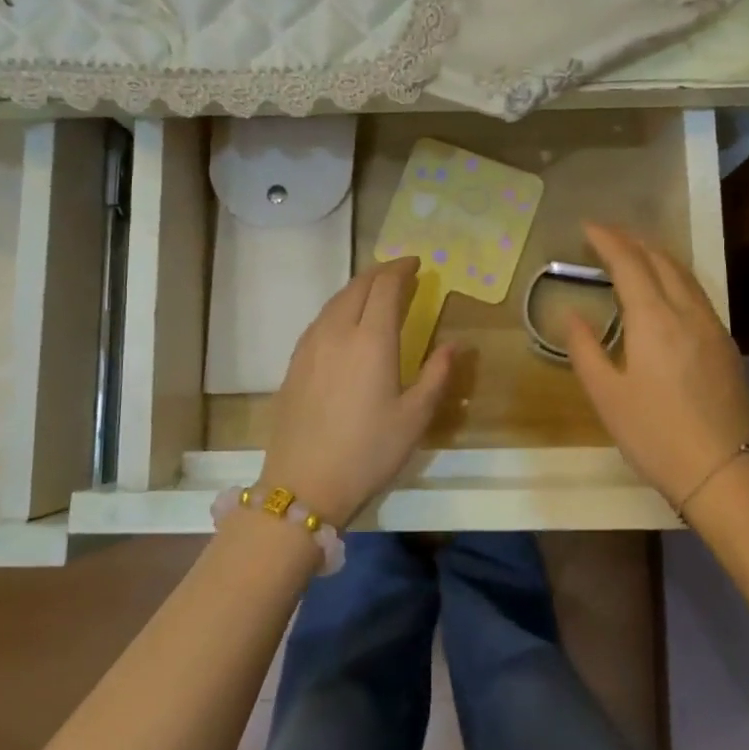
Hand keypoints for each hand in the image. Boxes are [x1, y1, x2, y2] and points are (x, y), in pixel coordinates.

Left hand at [260, 256, 455, 527]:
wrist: (303, 484)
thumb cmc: (368, 452)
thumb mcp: (415, 418)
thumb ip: (436, 375)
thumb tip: (454, 345)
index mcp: (371, 340)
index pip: (385, 287)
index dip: (402, 270)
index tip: (418, 265)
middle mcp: (337, 332)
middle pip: (357, 286)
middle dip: (381, 273)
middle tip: (401, 274)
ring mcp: (310, 346)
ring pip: (335, 301)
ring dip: (358, 289)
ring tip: (376, 293)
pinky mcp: (294, 363)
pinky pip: (320, 320)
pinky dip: (339, 308)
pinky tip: (346, 323)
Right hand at [566, 224, 748, 517]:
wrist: (722, 471)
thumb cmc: (654, 435)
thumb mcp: (606, 395)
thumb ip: (585, 349)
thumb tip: (571, 314)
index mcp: (654, 320)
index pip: (630, 263)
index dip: (608, 240)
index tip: (587, 227)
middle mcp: (687, 312)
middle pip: (661, 260)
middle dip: (633, 241)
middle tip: (606, 236)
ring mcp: (713, 327)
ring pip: (685, 274)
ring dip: (657, 256)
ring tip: (634, 253)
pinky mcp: (726, 345)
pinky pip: (697, 293)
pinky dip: (675, 277)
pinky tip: (665, 290)